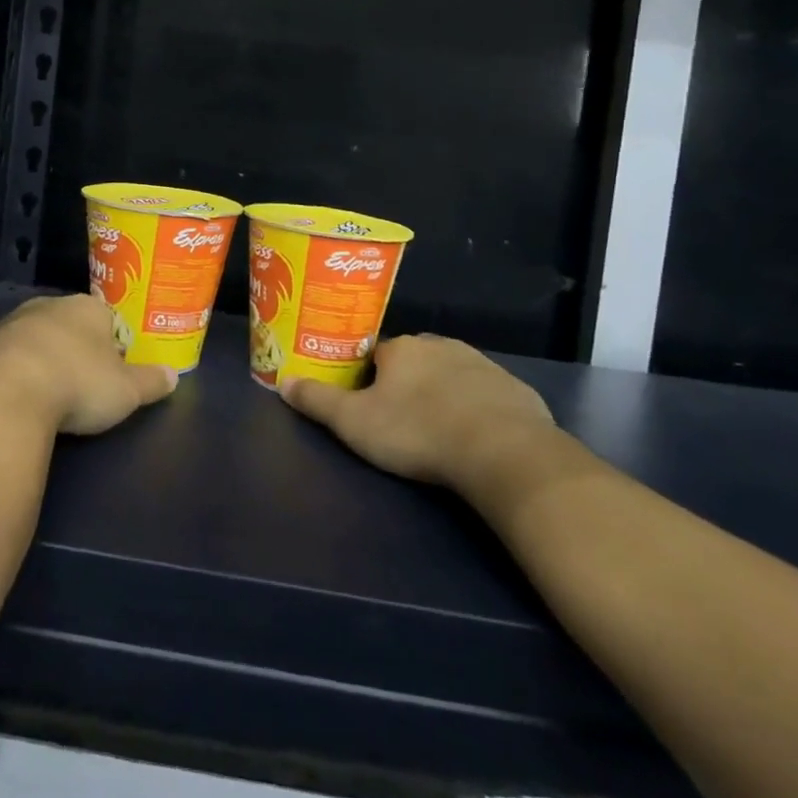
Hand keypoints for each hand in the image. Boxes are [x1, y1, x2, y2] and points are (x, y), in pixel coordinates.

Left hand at [0, 293, 176, 435]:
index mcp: (87, 309)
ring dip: (35, 345)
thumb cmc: (78, 385)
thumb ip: (150, 382)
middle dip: (73, 340)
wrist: (9, 396)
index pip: (107, 317)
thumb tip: (174, 376)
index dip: (112, 340)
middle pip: (66, 320)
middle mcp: (48, 306)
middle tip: (80, 371)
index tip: (114, 364)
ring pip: (28, 329)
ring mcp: (10, 324)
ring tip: (42, 375)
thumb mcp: (126, 391)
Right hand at [279, 334, 554, 496]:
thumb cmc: (418, 431)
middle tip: (400, 419)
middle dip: (406, 384)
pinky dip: (477, 410)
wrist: (503, 452)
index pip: (375, 354)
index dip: (368, 378)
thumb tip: (282, 382)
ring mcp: (482, 364)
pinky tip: (475, 438)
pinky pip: (486, 395)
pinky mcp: (515, 389)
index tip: (366, 402)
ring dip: (442, 394)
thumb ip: (317, 401)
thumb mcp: (355, 422)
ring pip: (451, 375)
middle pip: (414, 361)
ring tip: (437, 431)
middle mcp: (441, 345)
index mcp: (401, 348)